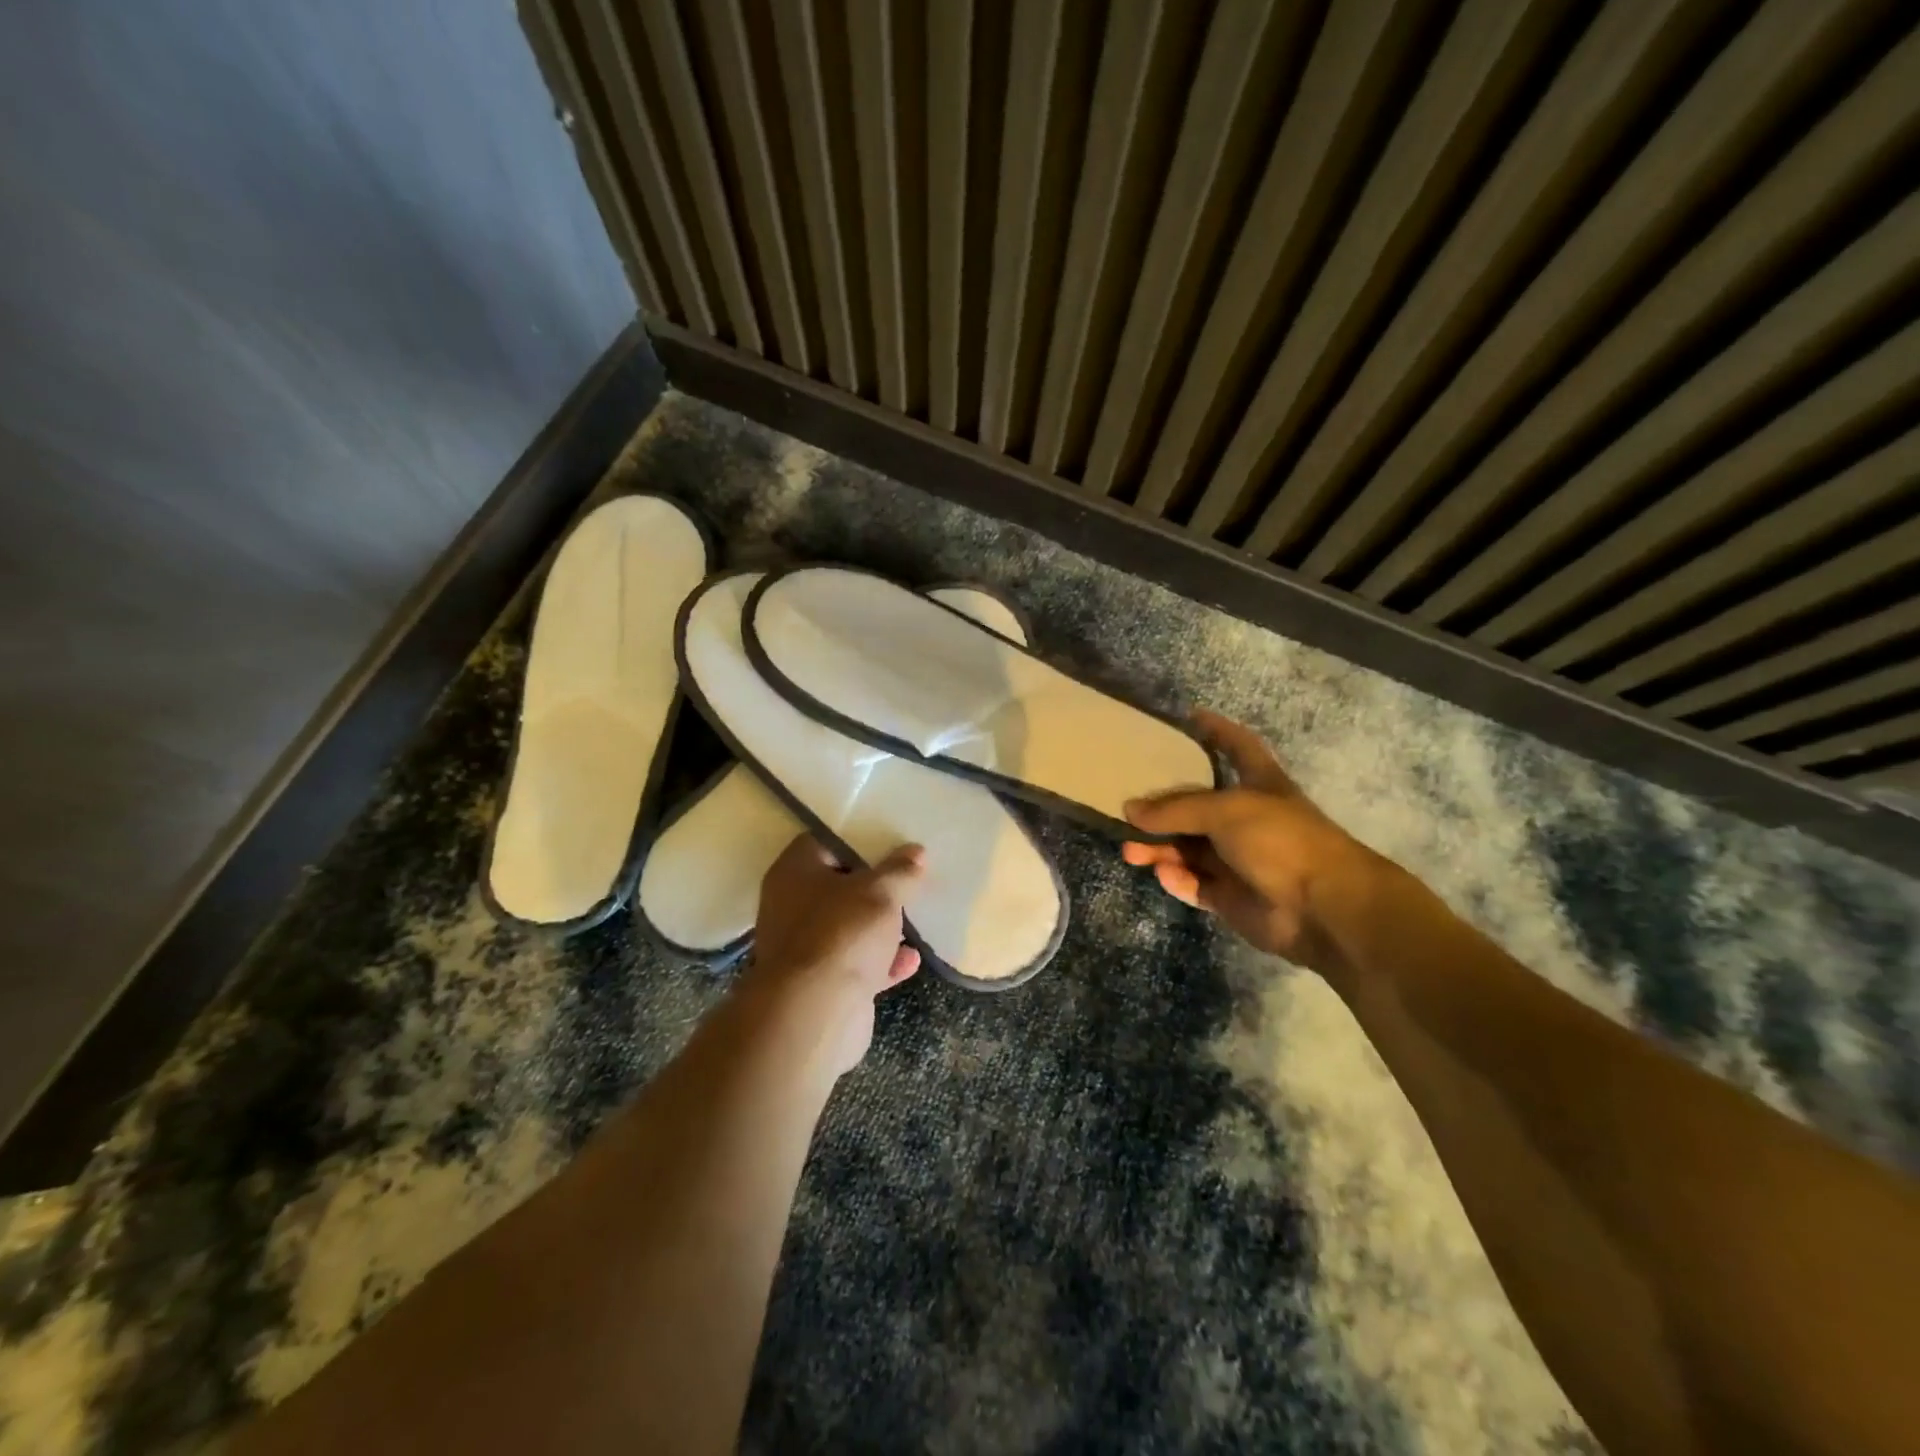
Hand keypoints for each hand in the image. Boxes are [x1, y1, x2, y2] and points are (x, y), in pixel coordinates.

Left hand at [745, 834, 925, 1072]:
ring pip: (848, 926)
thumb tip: (915, 852)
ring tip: (915, 916)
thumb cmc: (842, 934)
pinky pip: (857, 962)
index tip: (891, 839)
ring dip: (880, 925)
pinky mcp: (822, 982)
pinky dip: (882, 961)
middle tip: (909, 875)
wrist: (816, 1013)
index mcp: (795, 872)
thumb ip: (899, 870)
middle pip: (838, 885)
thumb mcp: (880, 892)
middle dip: (874, 885)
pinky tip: (911, 959)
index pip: (824, 841)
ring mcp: (805, 947)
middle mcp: (792, 905)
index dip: (858, 838)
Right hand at [1122, 710, 1380, 973]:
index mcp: (1259, 785)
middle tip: (1126, 807)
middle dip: (1163, 807)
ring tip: (1130, 851)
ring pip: (1189, 849)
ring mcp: (1239, 860)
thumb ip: (1175, 809)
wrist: (1323, 908)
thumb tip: (1129, 810)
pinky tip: (1163, 874)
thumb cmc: (1280, 840)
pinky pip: (1195, 883)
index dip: (1217, 730)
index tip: (1189, 716)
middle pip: (1197, 807)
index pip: (1238, 747)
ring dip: (1160, 848)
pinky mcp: (1231, 897)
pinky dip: (1177, 879)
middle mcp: (1248, 820)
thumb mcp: (1225, 810)